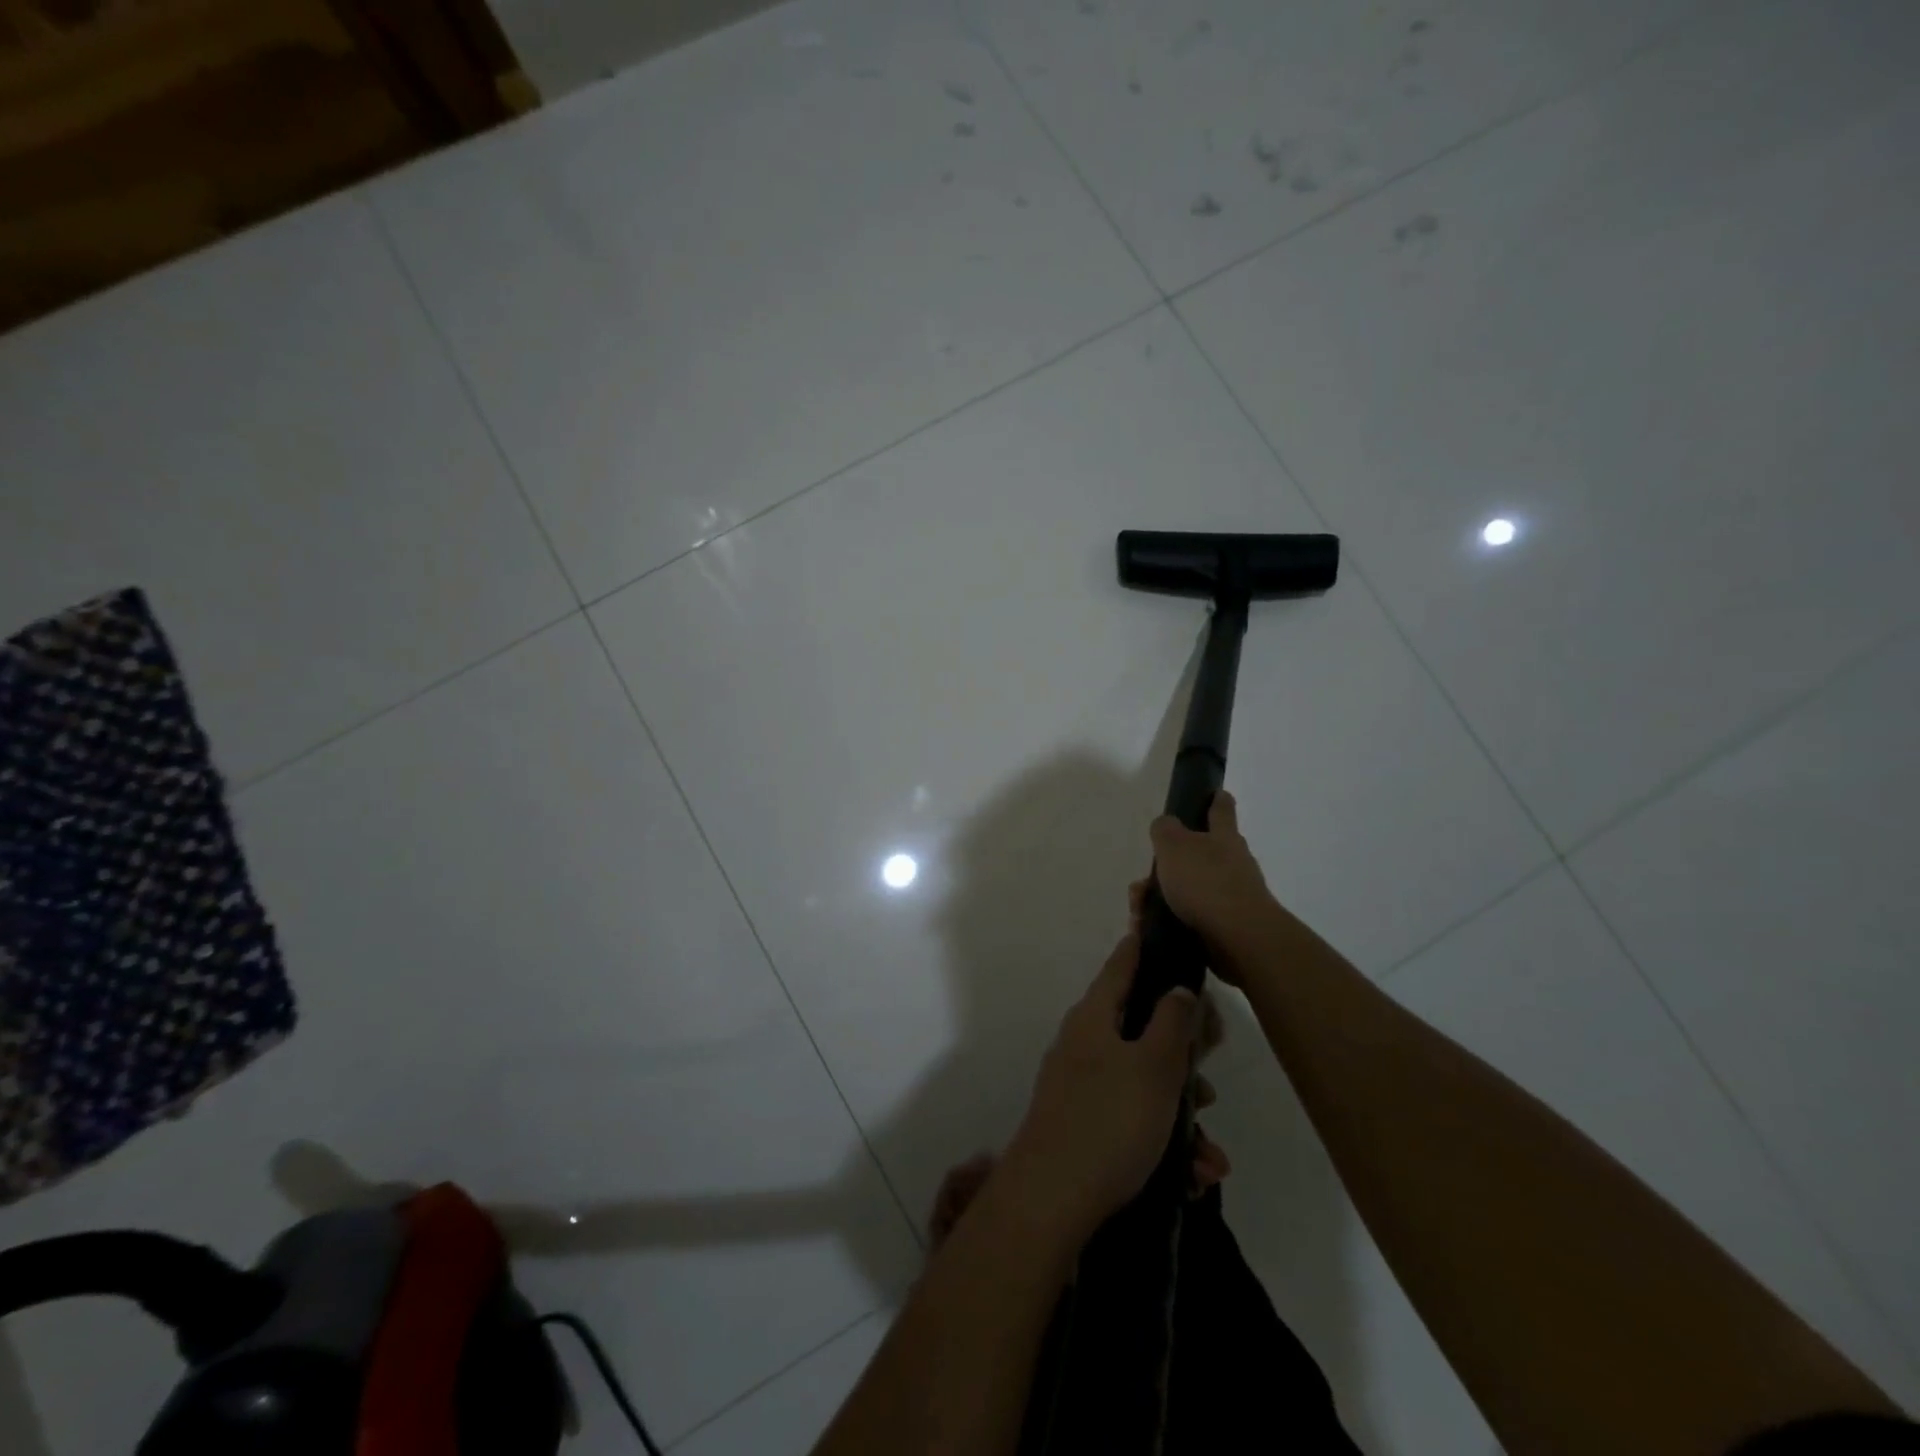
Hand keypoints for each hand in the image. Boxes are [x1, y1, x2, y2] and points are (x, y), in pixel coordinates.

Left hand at [1003, 930, 1199, 1238]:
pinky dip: (1164, 1143)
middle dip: (1182, 1055)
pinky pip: (1134, 1121)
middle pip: (1141, 1028)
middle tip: (1209, 1075)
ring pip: (1144, 1083)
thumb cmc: (1109, 1121)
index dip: (1147, 948)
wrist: (1050, 1201)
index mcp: (1094, 1016)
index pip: (1122, 964)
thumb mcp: (1153, 1067)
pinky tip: (1191, 1178)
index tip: (1172, 939)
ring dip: (1181, 1115)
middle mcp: (1084, 1043)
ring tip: (1210, 1159)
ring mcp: (1082, 1085)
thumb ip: (1172, 1023)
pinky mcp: (1085, 1126)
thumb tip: (1177, 988)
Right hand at [1148, 791, 1276, 979]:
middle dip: (1169, 865)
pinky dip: (1168, 921)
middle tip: (1142, 881)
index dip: (1216, 799)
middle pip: (1199, 855)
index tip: (1215, 793)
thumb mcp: (1174, 845)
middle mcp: (1233, 863)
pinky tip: (1149, 929)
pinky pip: (1191, 918)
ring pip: (1190, 890)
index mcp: (1224, 837)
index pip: (1221, 809)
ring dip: (1161, 898)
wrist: (1240, 940)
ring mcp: (1233, 896)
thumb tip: (1166, 824)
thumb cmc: (1206, 883)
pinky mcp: (1227, 927)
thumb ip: (1165, 830)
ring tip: (1138, 911)